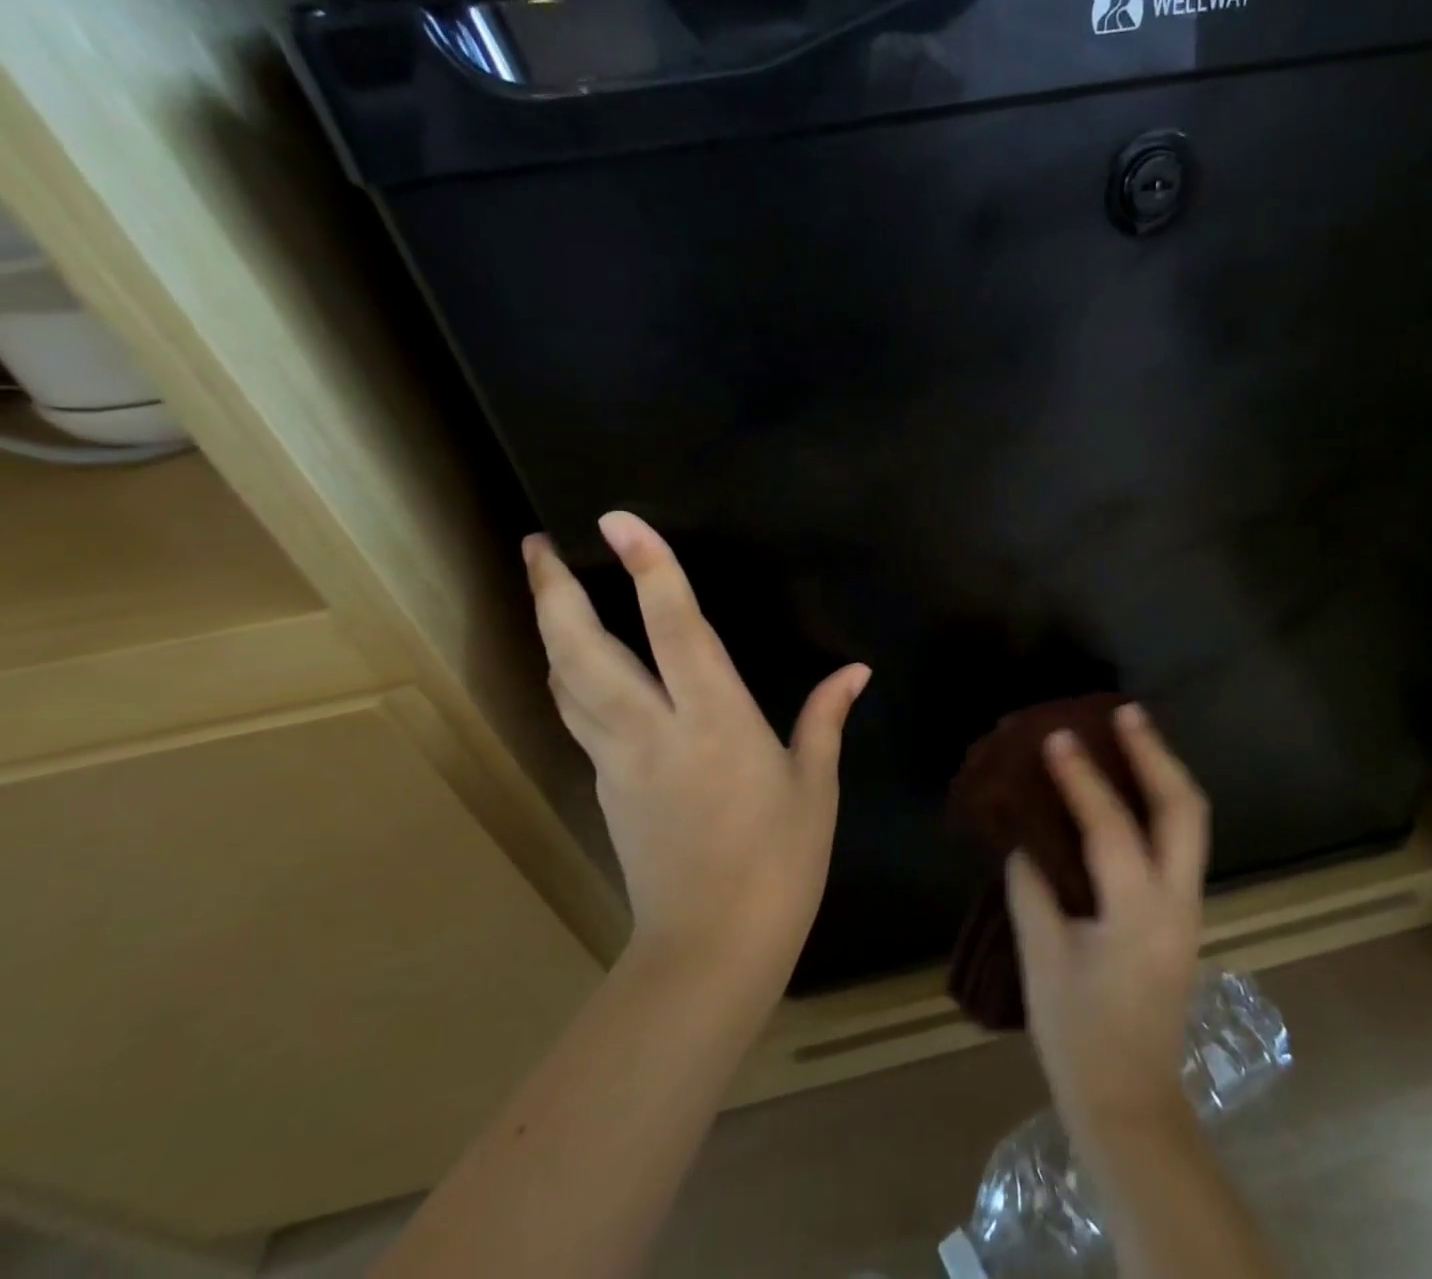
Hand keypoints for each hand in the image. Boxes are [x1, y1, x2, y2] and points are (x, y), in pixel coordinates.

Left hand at [524, 512, 868, 990]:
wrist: (711, 948)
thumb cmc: (779, 862)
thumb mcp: (814, 786)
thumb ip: (825, 718)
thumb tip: (855, 670)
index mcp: (715, 721)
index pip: (675, 628)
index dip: (650, 569)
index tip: (620, 521)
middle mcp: (654, 729)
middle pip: (584, 650)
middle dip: (554, 592)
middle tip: (538, 544)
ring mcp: (618, 760)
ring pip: (566, 682)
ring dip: (548, 629)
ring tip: (543, 588)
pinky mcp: (604, 787)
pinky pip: (577, 715)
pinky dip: (568, 675)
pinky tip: (574, 662)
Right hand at [1006, 704, 1209, 1135]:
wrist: (1130, 1104)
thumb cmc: (1077, 1036)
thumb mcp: (1042, 959)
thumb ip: (1034, 887)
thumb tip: (1028, 839)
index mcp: (1137, 913)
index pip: (1112, 826)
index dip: (1082, 777)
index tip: (1058, 735)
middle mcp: (1177, 901)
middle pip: (1184, 809)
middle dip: (1156, 754)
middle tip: (1127, 712)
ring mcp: (1189, 909)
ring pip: (1191, 822)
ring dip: (1164, 772)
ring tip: (1135, 733)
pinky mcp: (1183, 916)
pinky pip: (1179, 841)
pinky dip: (1160, 802)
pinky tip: (1133, 789)